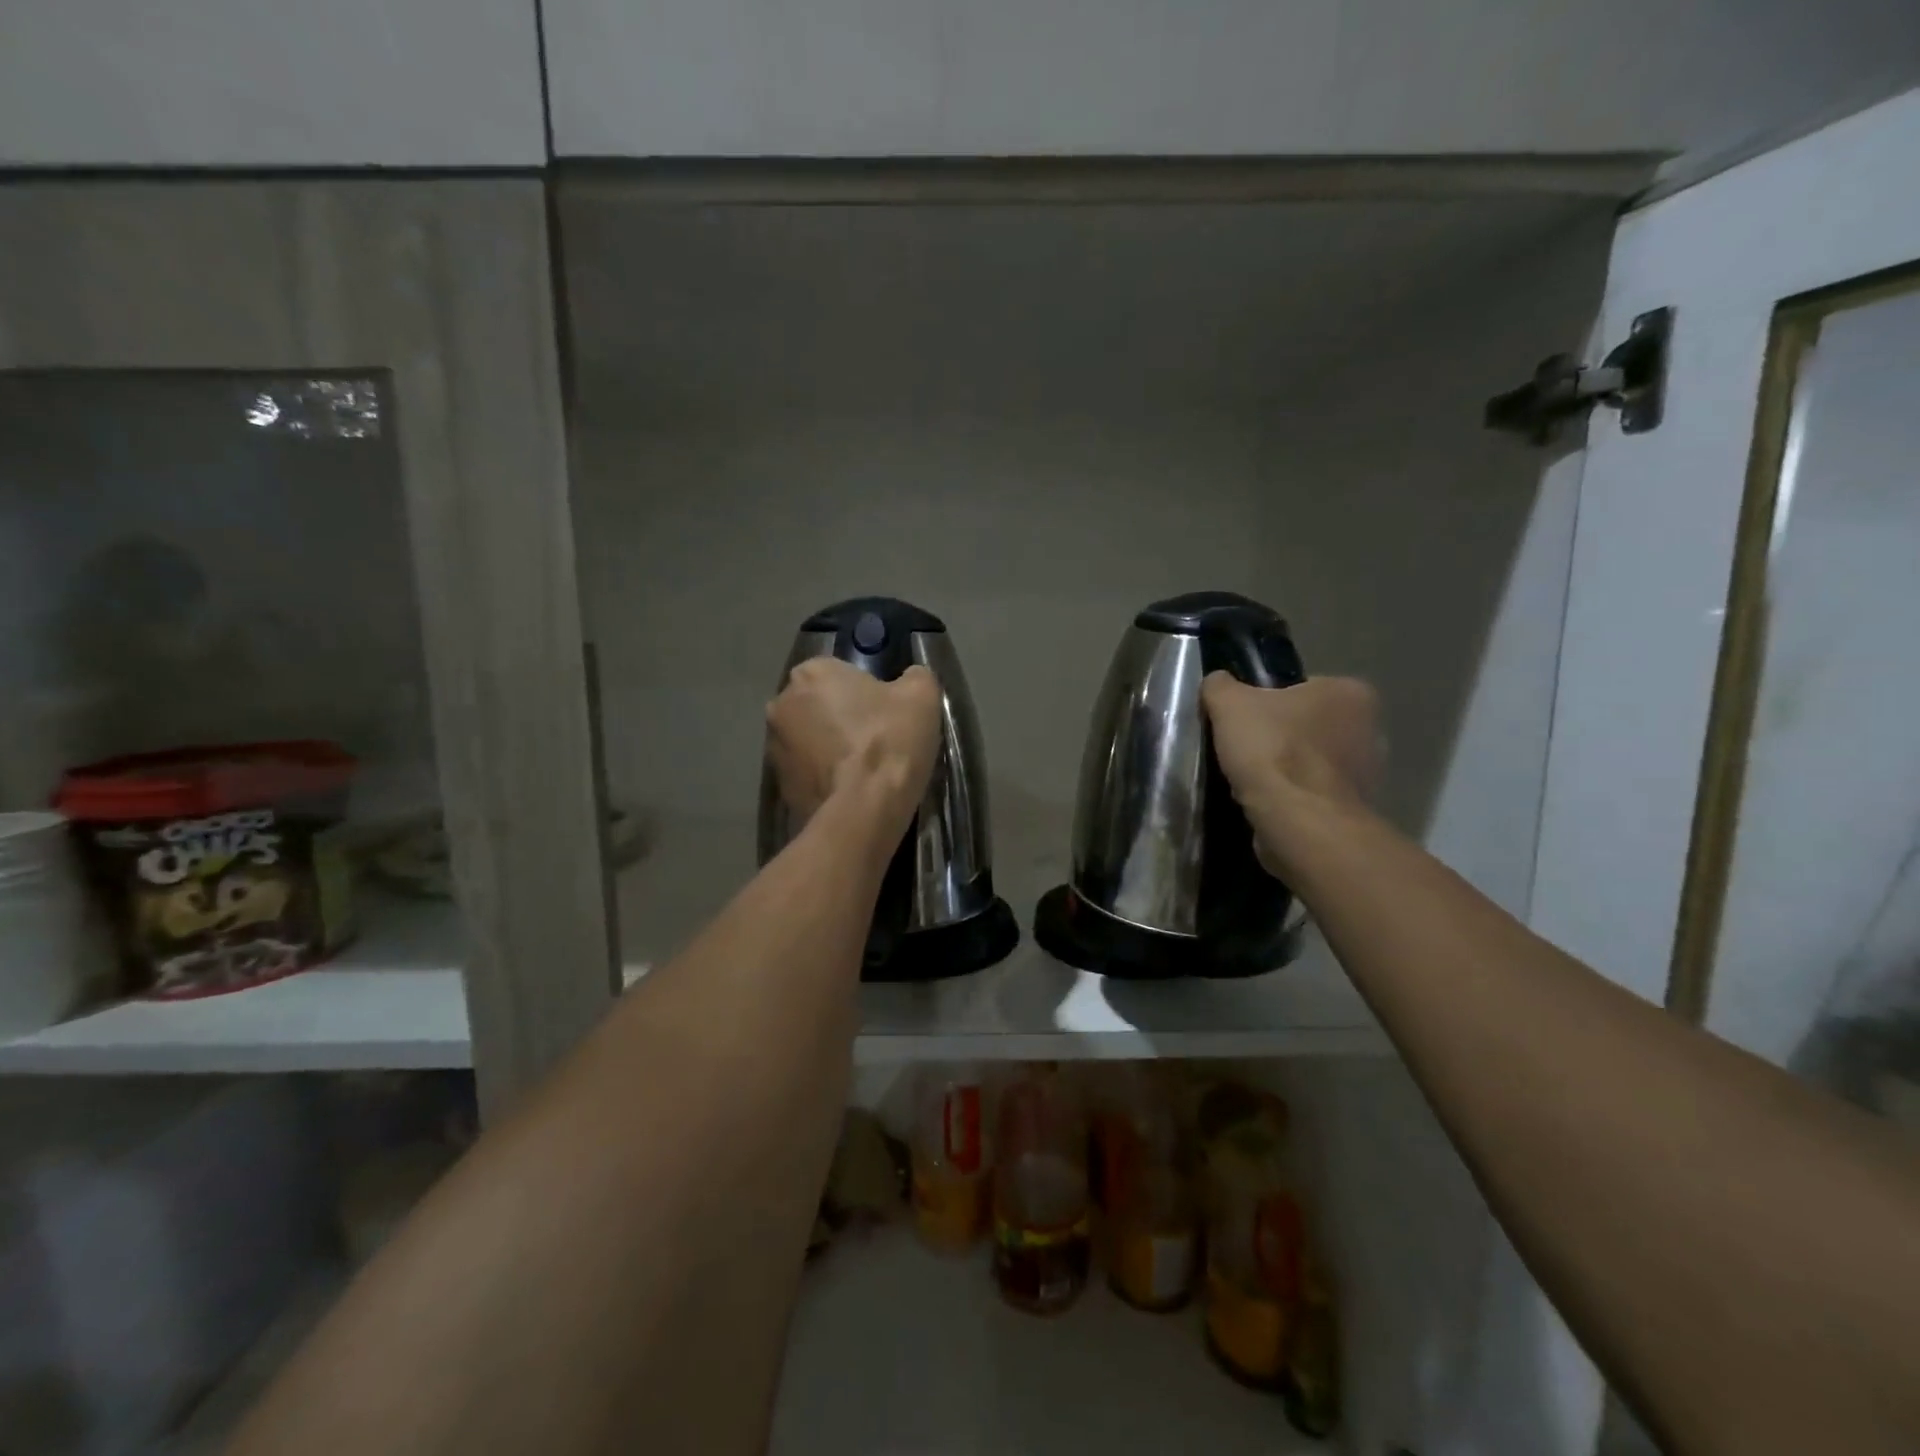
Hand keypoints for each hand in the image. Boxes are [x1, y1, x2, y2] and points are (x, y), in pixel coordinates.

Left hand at [766, 659, 942, 832]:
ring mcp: (773, 746)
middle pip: (819, 704)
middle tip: (875, 740)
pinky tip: (848, 790)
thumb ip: (914, 677)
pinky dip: (823, 776)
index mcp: (811, 672)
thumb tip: (909, 680)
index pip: (839, 672)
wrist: (863, 811)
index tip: (885, 712)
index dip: (865, 691)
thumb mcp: (922, 696)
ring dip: (829, 748)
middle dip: (840, 717)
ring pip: (808, 739)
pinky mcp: (778, 784)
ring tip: (862, 770)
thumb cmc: (889, 742)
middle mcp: (781, 703)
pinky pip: (805, 771)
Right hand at [1201, 673, 1382, 870]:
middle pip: (1310, 726)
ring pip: (1313, 763)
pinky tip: (1268, 804)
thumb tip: (1218, 683)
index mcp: (1351, 693)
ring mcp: (1369, 774)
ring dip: (1288, 772)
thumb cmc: (1273, 751)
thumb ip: (1221, 686)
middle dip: (1282, 738)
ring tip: (1251, 781)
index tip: (1246, 722)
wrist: (1300, 822)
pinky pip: (1316, 796)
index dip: (1269, 703)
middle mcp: (1371, 729)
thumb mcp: (1229, 703)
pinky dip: (1295, 799)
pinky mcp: (1356, 811)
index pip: (1303, 689)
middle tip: (1245, 750)